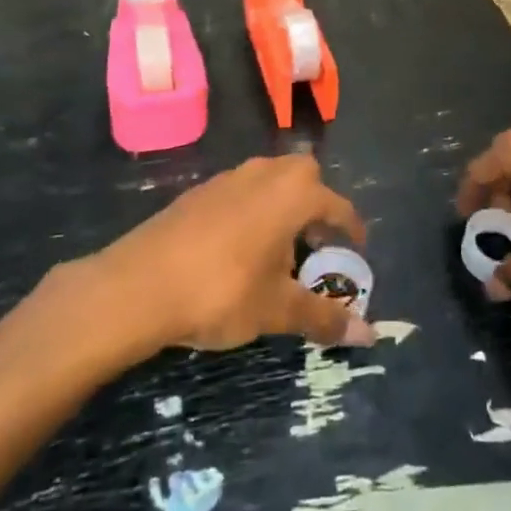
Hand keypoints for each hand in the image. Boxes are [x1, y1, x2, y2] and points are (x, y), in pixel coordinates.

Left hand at [85, 155, 375, 352]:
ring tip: (279, 245)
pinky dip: (252, 208)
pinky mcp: (199, 192)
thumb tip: (370, 336)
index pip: (336, 204)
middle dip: (316, 201)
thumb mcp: (277, 309)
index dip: (350, 227)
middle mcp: (264, 174)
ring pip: (269, 177)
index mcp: (293, 194)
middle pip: (303, 174)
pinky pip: (240, 190)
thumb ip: (323, 318)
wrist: (140, 284)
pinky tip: (239, 246)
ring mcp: (228, 178)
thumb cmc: (222, 291)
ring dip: (282, 202)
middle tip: (316, 240)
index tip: (357, 247)